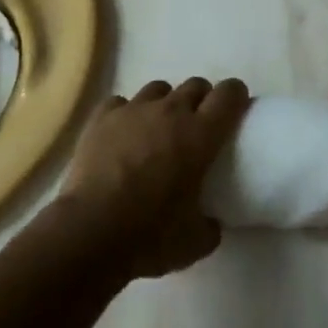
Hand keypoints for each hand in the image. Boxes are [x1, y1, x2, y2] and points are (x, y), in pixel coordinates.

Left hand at [57, 77, 248, 279]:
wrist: (90, 232)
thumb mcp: (195, 243)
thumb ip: (210, 225)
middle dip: (201, 100)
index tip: (237, 108)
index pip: (229, 94)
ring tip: (157, 130)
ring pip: (159, 89)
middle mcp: (171, 112)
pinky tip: (121, 135)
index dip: (236, 96)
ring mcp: (134, 110)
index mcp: (200, 135)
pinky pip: (120, 103)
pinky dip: (125, 115)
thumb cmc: (150, 236)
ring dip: (164, 104)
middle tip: (197, 126)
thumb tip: (212, 221)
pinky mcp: (103, 117)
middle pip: (195, 85)